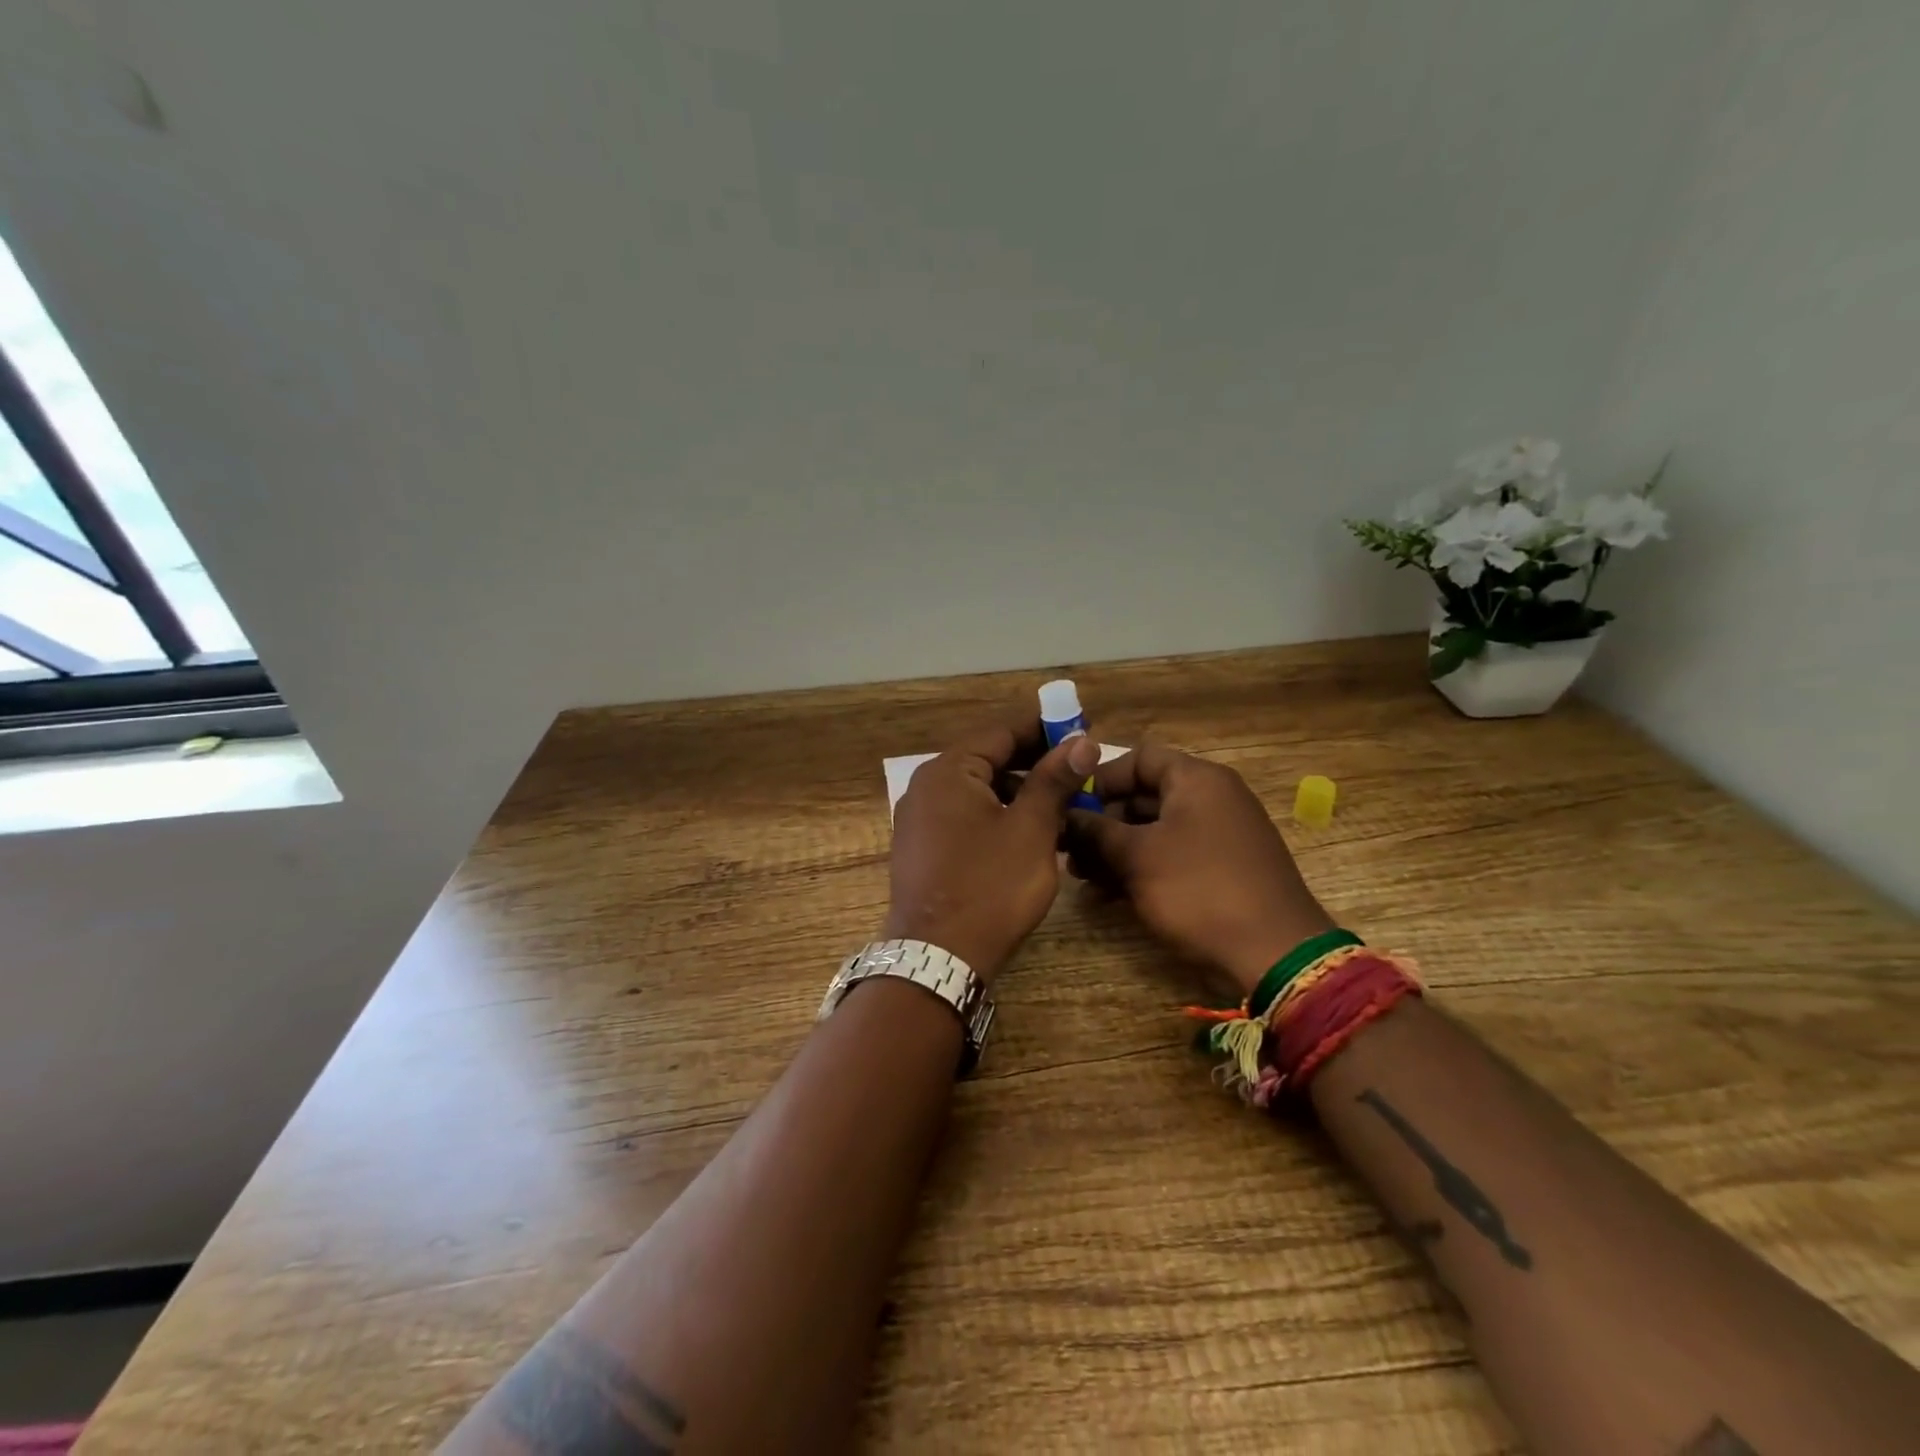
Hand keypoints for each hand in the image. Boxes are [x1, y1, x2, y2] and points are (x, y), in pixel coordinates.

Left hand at [883, 717, 1102, 983]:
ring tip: (1061, 801)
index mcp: (948, 771)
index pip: (1000, 731)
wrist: (938, 958)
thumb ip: (1054, 780)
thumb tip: (1082, 741)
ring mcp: (919, 819)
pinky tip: (1029, 831)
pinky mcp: (922, 849)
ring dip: (1019, 790)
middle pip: (987, 759)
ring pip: (978, 790)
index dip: (1043, 726)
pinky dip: (998, 814)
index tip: (1080, 725)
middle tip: (1078, 765)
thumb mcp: (1031, 829)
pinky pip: (966, 816)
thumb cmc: (990, 886)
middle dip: (1034, 760)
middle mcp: (926, 787)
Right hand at [1064, 744, 1332, 996]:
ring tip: (1081, 877)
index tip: (1070, 806)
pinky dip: (1141, 869)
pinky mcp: (1221, 869)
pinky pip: (1172, 856)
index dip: (1100, 778)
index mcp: (1197, 780)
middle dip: (1103, 822)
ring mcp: (1219, 836)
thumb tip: (1066, 816)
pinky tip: (1108, 895)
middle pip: (1145, 796)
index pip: (1139, 758)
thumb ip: (1096, 831)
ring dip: (1116, 850)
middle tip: (1069, 849)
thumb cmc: (1199, 890)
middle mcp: (1211, 799)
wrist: (1274, 954)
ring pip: (1155, 831)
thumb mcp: (1137, 857)